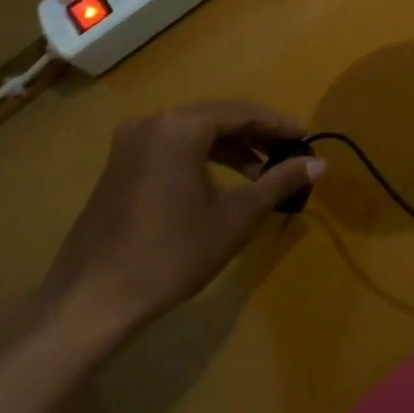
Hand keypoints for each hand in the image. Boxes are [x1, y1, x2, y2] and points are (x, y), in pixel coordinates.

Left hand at [40, 101, 321, 349]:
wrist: (92, 300)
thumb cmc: (172, 254)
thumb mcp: (236, 217)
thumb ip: (279, 182)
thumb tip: (320, 163)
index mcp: (181, 126)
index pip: (243, 112)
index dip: (279, 125)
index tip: (307, 139)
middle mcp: (153, 123)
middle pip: (217, 117)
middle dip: (256, 135)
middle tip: (289, 154)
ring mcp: (130, 144)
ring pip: (194, 132)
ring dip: (231, 147)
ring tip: (262, 171)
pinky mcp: (119, 166)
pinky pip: (172, 147)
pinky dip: (203, 157)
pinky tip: (222, 182)